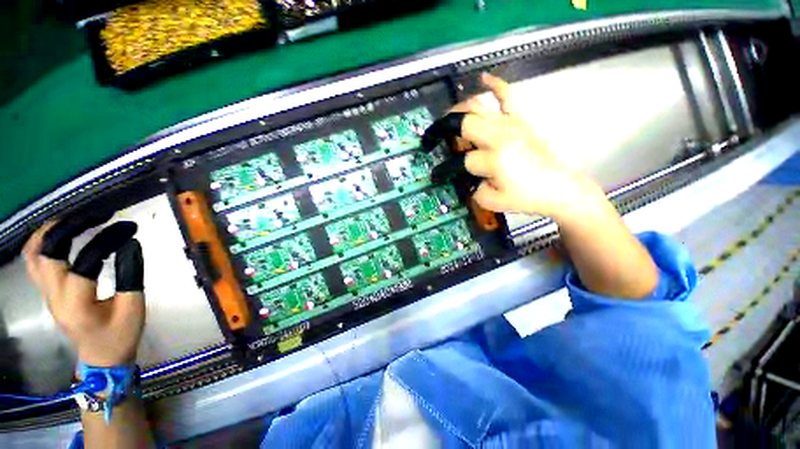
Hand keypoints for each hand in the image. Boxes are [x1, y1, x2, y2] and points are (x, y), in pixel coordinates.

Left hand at [23, 213, 145, 366]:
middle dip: (72, 227)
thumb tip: (129, 243)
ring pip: (34, 255)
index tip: (129, 227)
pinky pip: (34, 262)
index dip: (108, 239)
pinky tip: (58, 235)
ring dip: (52, 231)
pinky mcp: (47, 292)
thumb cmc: (121, 334)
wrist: (102, 357)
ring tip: (74, 220)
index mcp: (78, 304)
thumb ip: (130, 274)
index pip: (88, 261)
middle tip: (98, 215)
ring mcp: (46, 294)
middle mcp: (54, 296)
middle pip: (49, 252)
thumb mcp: (134, 306)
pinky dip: (43, 242)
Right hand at [448, 73, 603, 221]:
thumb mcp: (492, 202)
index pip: (459, 161)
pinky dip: (495, 84)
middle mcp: (500, 136)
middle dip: (443, 130)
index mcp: (493, 160)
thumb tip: (466, 177)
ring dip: (458, 111)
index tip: (437, 175)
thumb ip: (472, 189)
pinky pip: (507, 95)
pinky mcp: (521, 120)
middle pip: (463, 123)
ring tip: (447, 119)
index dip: (444, 169)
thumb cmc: (526, 197)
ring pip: (477, 106)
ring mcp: (511, 124)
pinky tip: (482, 78)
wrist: (558, 187)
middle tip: (436, 139)